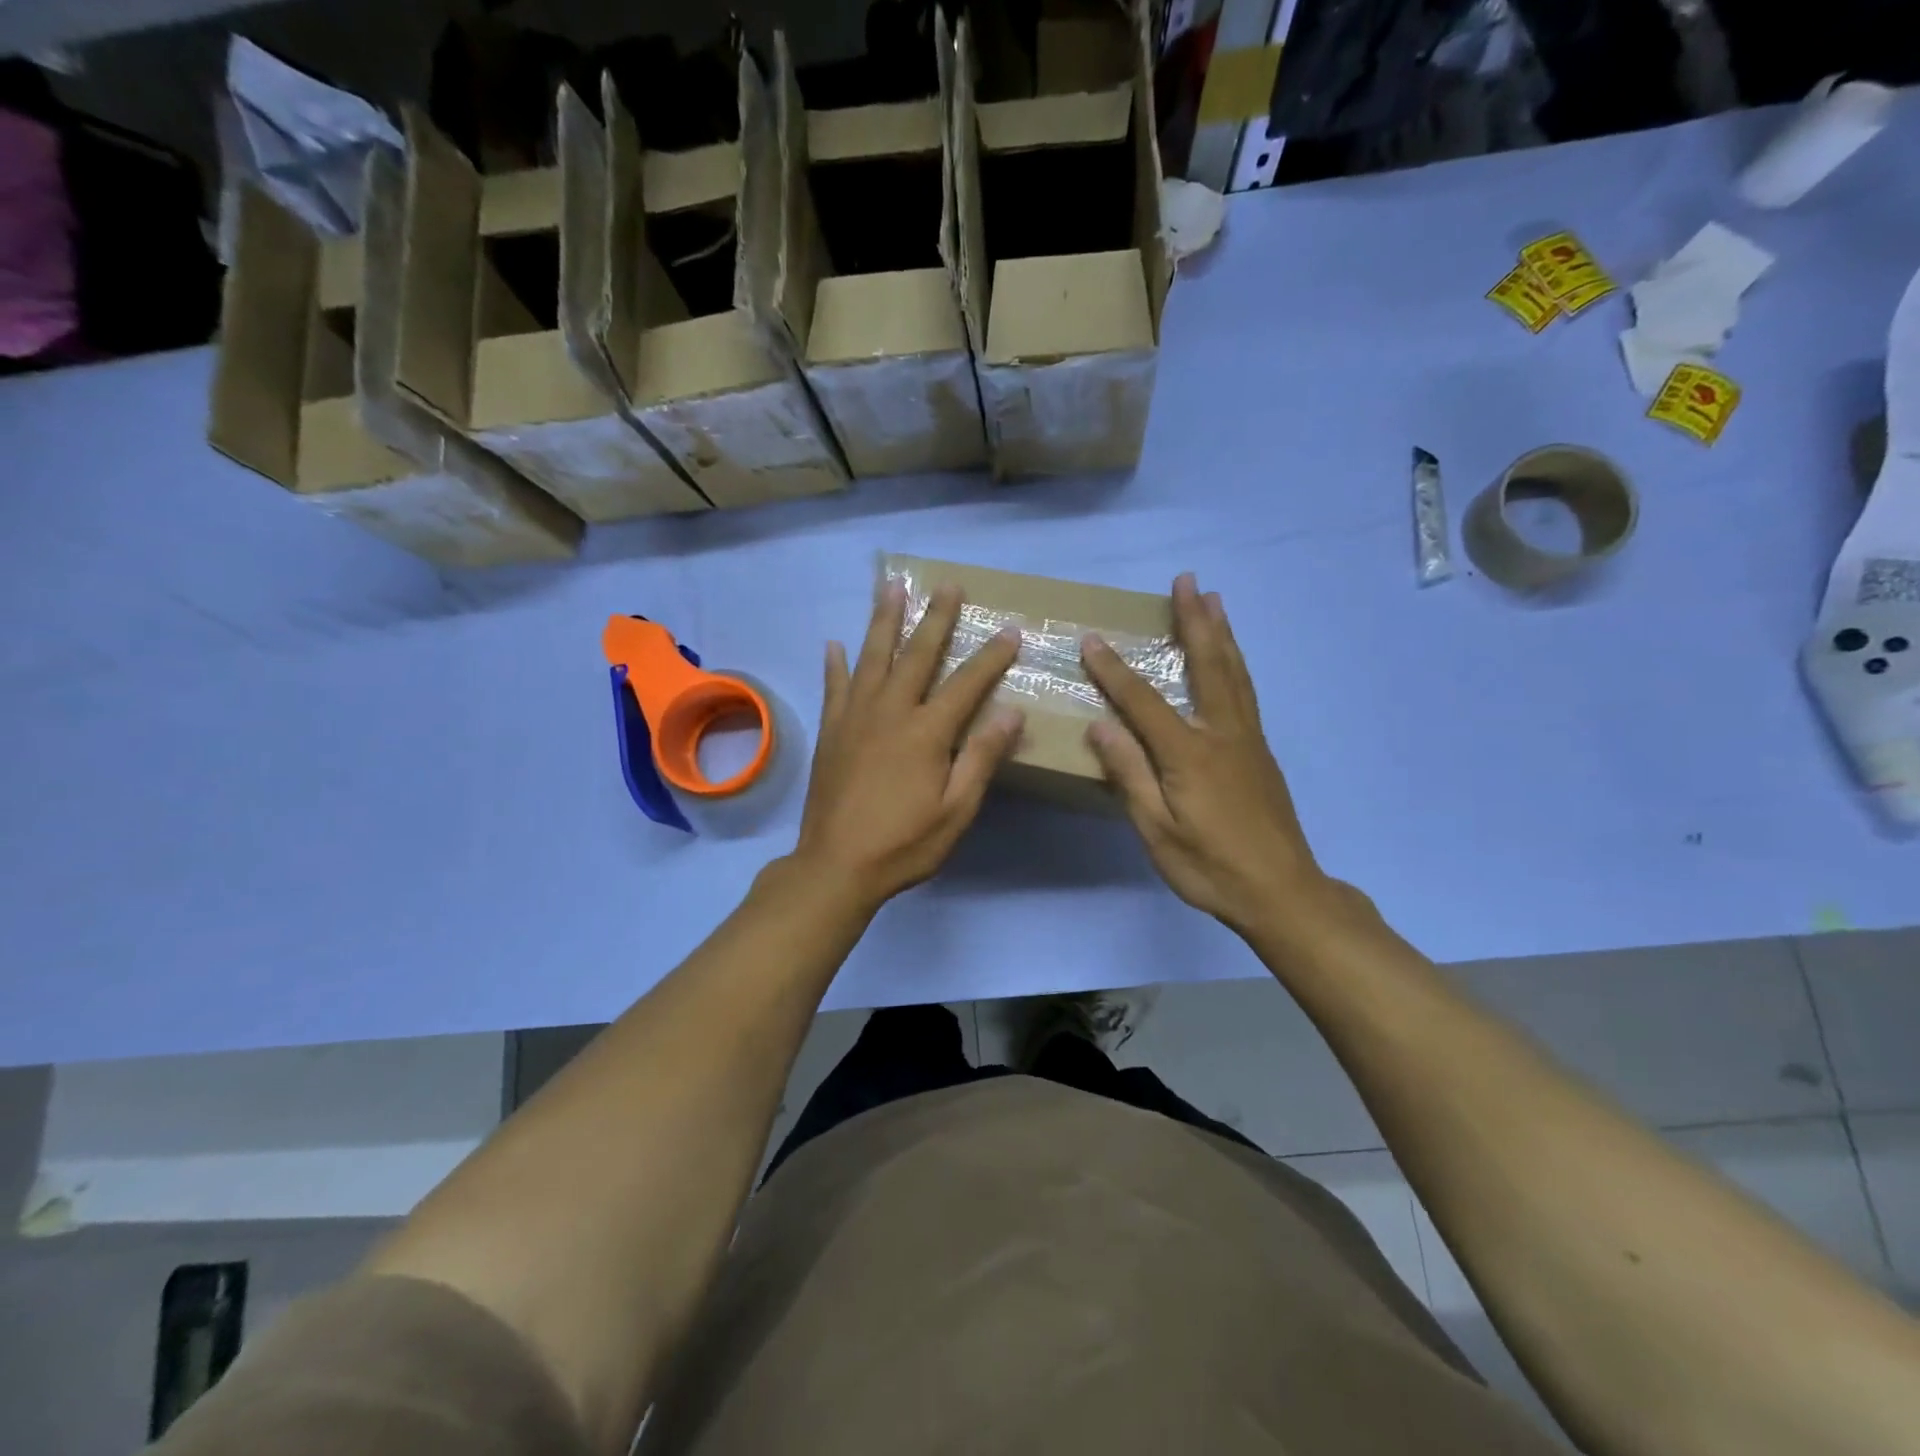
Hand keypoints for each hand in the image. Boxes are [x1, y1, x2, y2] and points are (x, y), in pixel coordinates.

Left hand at [791, 581, 1024, 912]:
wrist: (836, 866)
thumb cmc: (905, 843)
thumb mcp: (956, 810)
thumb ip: (981, 758)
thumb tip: (1012, 712)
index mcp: (927, 732)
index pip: (966, 683)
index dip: (990, 656)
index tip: (1009, 630)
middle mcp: (890, 712)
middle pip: (917, 655)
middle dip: (936, 618)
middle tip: (948, 585)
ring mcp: (855, 717)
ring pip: (872, 657)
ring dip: (884, 620)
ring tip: (890, 588)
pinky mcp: (831, 731)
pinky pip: (834, 687)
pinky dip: (835, 664)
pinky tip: (834, 644)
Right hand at [1081, 573, 1328, 938]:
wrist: (1282, 892)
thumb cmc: (1210, 866)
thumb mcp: (1157, 830)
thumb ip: (1129, 775)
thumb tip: (1100, 726)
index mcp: (1189, 753)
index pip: (1143, 702)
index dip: (1114, 670)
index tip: (1091, 640)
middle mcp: (1222, 733)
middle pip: (1208, 665)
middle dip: (1194, 620)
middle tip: (1188, 580)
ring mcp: (1247, 740)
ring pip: (1234, 672)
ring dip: (1221, 632)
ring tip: (1215, 600)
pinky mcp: (1260, 752)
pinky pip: (1245, 691)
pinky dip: (1235, 662)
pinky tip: (1231, 659)